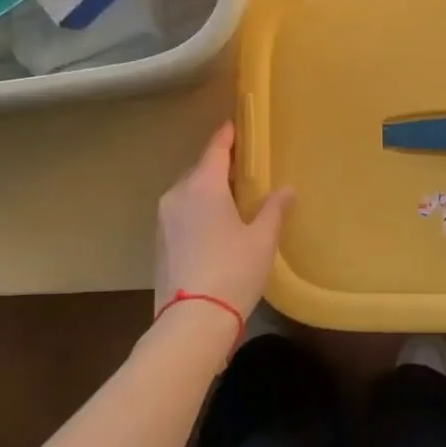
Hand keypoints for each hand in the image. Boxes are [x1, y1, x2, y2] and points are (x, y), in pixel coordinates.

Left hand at [153, 122, 293, 318]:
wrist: (192, 320)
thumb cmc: (233, 271)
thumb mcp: (263, 239)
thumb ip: (274, 209)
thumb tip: (286, 190)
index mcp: (203, 187)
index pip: (216, 150)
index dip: (227, 137)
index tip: (235, 125)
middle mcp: (177, 195)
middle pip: (200, 171)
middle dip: (220, 167)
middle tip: (245, 171)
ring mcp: (164, 220)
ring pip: (188, 193)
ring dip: (208, 191)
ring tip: (233, 201)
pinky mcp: (159, 243)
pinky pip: (181, 214)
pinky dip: (198, 212)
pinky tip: (216, 228)